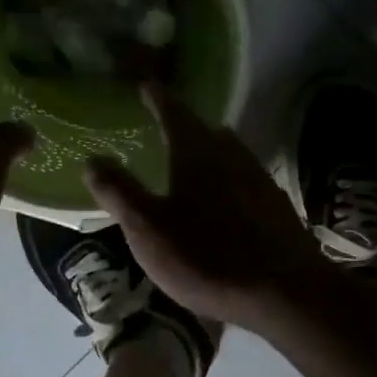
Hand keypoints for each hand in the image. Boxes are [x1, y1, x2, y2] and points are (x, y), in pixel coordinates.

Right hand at [84, 86, 324, 327]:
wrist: (283, 291)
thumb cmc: (206, 256)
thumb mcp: (148, 229)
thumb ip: (119, 192)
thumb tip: (93, 159)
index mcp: (198, 154)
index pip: (174, 113)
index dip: (158, 98)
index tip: (147, 85)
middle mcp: (233, 156)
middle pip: (208, 132)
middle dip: (187, 127)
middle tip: (169, 127)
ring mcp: (261, 182)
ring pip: (232, 156)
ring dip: (212, 154)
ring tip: (196, 163)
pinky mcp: (279, 208)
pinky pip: (248, 183)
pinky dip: (231, 183)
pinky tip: (227, 203)